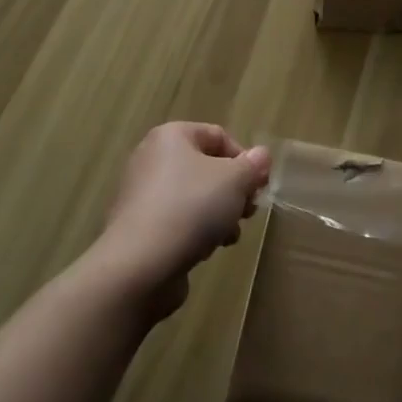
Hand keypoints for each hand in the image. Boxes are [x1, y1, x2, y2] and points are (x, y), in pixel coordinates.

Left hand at [95, 122, 271, 315]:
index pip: (218, 135)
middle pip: (207, 167)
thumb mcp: (235, 181)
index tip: (258, 187)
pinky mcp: (139, 228)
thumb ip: (253, 166)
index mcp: (171, 136)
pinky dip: (195, 231)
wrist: (139, 266)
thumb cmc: (191, 208)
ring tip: (230, 235)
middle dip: (233, 190)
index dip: (244, 159)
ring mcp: (142, 195)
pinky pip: (177, 220)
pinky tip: (206, 250)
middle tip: (248, 211)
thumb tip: (261, 156)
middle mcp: (152, 159)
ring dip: (219, 214)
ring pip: (194, 196)